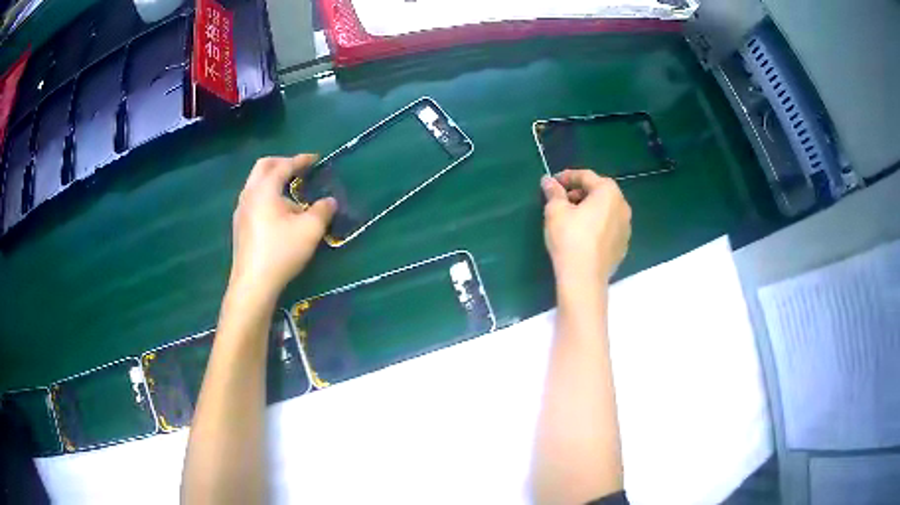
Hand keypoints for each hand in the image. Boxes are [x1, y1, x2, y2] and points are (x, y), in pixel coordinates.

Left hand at [229, 154, 336, 302]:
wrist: (253, 284)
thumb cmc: (281, 252)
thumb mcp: (310, 230)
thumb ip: (323, 211)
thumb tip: (330, 201)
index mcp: (264, 189)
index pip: (283, 166)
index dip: (300, 160)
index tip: (315, 159)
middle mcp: (248, 195)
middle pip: (263, 167)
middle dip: (282, 163)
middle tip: (298, 169)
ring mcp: (240, 211)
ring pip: (255, 184)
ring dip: (273, 181)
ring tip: (291, 195)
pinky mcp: (239, 227)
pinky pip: (253, 200)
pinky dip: (267, 196)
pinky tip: (278, 216)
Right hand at [541, 169, 631, 284]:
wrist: (584, 278)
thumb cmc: (570, 238)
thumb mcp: (555, 211)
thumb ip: (554, 192)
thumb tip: (548, 181)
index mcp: (608, 192)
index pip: (586, 176)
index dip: (567, 177)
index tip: (553, 183)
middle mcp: (622, 206)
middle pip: (599, 192)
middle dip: (579, 193)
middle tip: (561, 201)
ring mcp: (626, 228)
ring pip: (605, 210)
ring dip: (589, 209)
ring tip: (571, 218)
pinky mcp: (623, 246)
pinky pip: (608, 228)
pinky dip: (597, 226)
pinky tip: (583, 236)